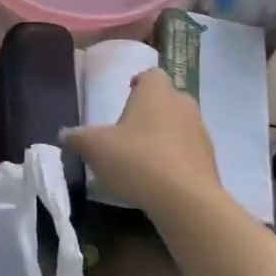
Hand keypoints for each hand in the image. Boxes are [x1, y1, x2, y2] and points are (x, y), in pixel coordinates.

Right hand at [64, 68, 220, 216]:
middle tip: (132, 129)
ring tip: (145, 158)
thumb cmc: (137, 159)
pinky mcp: (211, 163)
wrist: (186, 201)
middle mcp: (183, 105)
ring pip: (181, 126)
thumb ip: (77, 138)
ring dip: (167, 136)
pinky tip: (161, 180)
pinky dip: (178, 161)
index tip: (127, 96)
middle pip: (168, 99)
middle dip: (153, 110)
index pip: (151, 75)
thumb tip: (64, 134)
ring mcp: (201, 133)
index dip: (139, 83)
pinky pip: (190, 154)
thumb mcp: (94, 147)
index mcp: (156, 92)